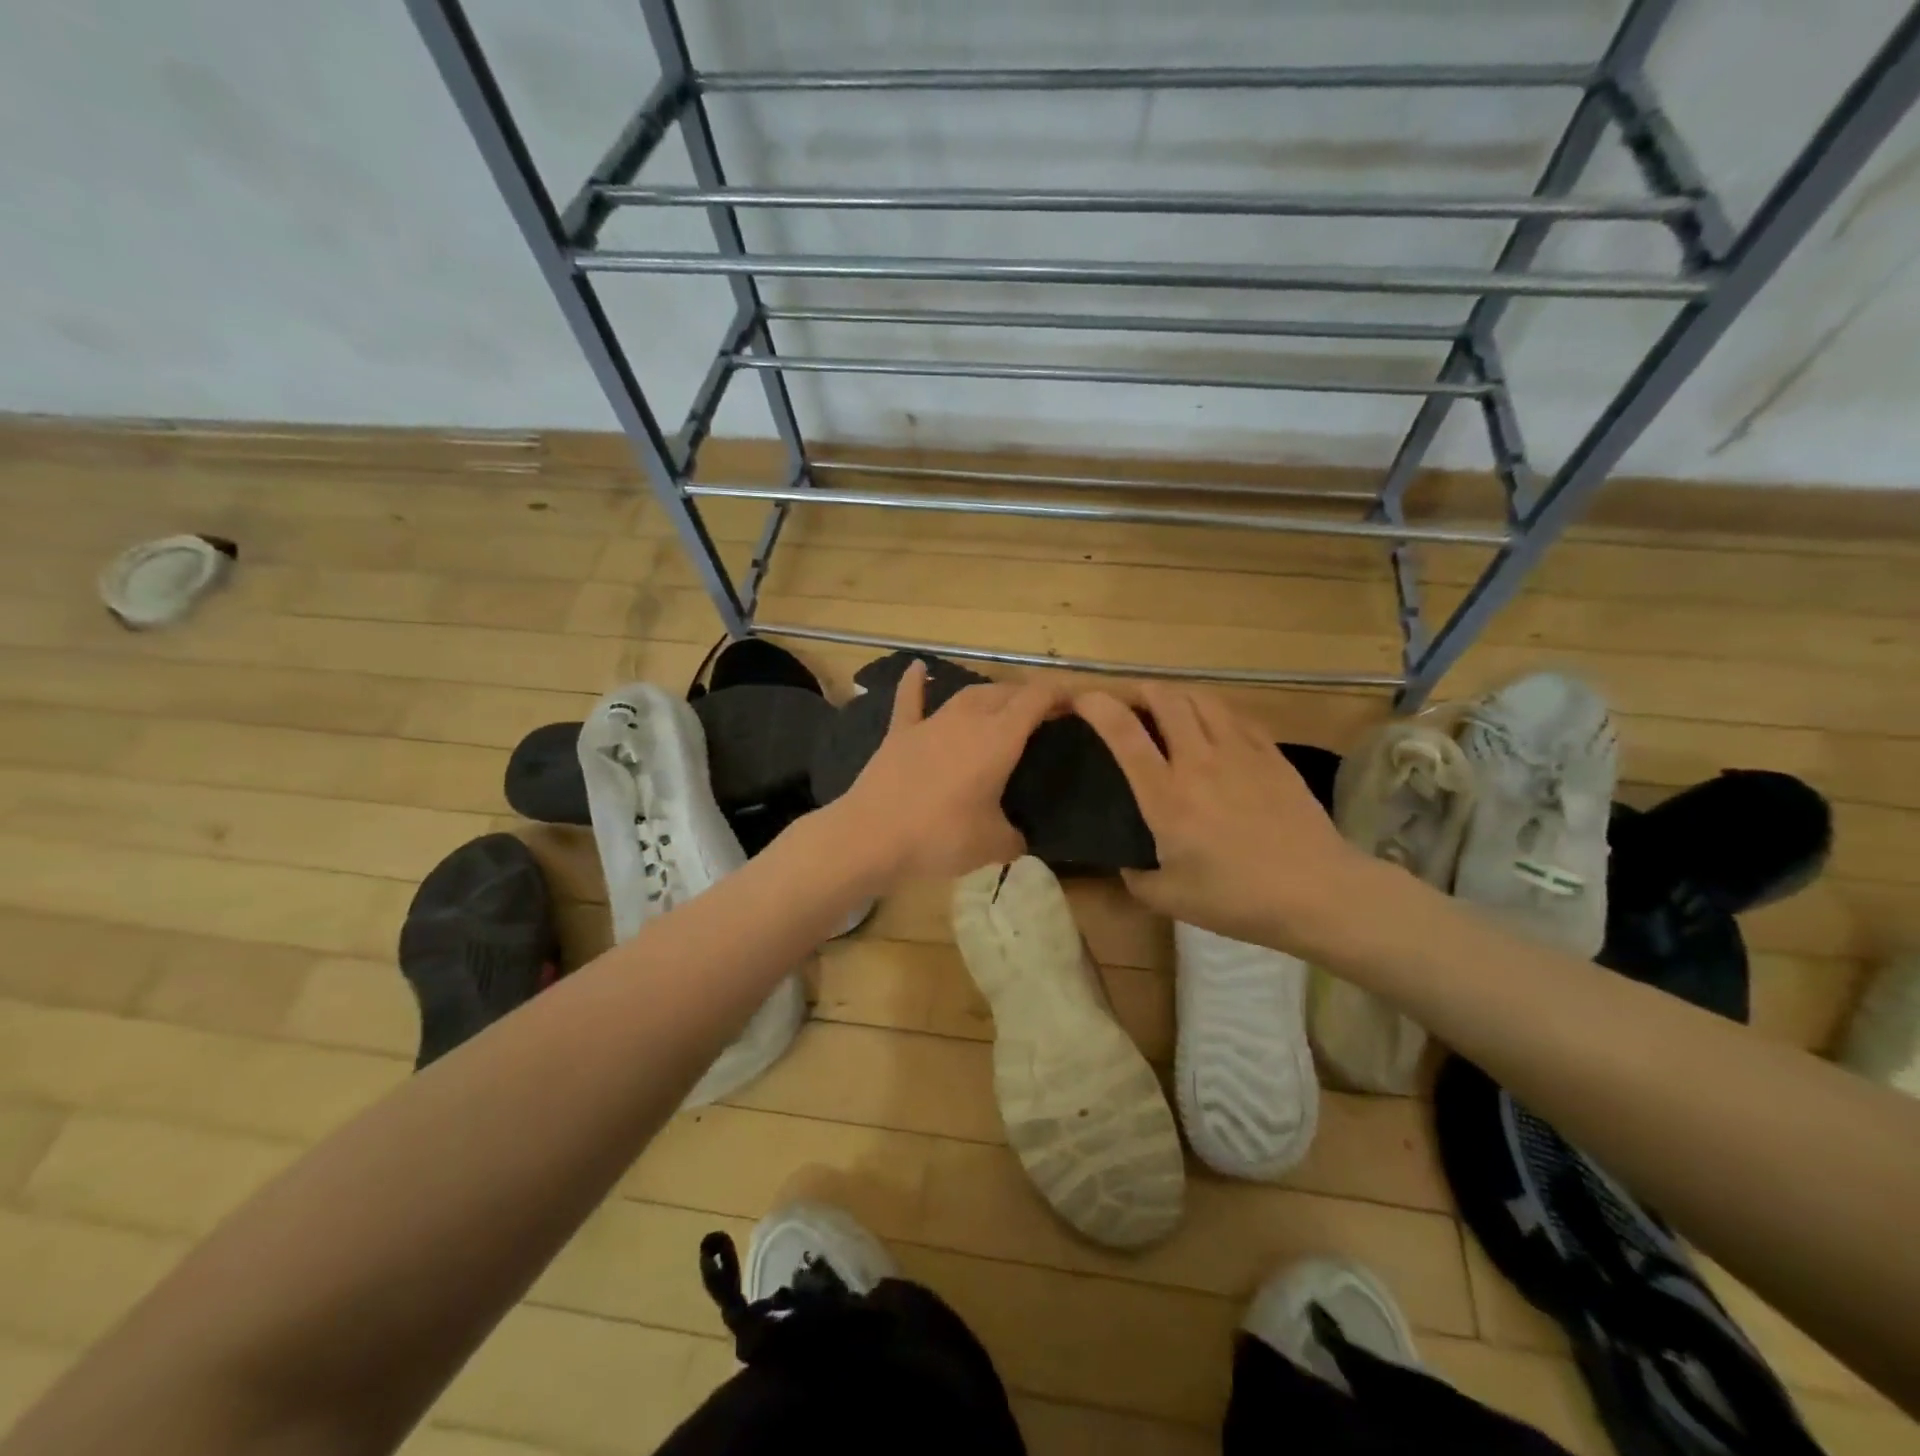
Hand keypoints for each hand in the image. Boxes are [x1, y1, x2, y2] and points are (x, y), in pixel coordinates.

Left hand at [825, 661, 1062, 888]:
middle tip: (1042, 715)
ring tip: (1001, 703)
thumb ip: (1015, 837)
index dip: (1060, 695)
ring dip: (989, 694)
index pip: (1036, 700)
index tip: (1076, 704)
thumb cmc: (941, 837)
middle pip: (1004, 693)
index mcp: (998, 739)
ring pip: (967, 693)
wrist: (872, 836)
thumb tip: (1020, 838)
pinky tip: (917, 668)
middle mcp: (968, 720)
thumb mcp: (993, 845)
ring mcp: (931, 723)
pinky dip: (915, 683)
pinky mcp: (900, 733)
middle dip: (1027, 697)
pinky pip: (910, 699)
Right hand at [1076, 683, 1374, 955]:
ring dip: (1176, 694)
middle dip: (1139, 690)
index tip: (1081, 699)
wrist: (1318, 892)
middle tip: (1128, 701)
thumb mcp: (1171, 899)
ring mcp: (1239, 752)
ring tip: (1167, 707)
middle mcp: (1198, 761)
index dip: (1097, 706)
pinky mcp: (1271, 754)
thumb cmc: (1237, 899)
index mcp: (1166, 796)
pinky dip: (1213, 710)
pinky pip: (1235, 715)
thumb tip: (1126, 863)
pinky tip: (1212, 725)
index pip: (1123, 733)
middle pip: (1164, 699)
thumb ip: (1136, 878)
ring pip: (1201, 698)